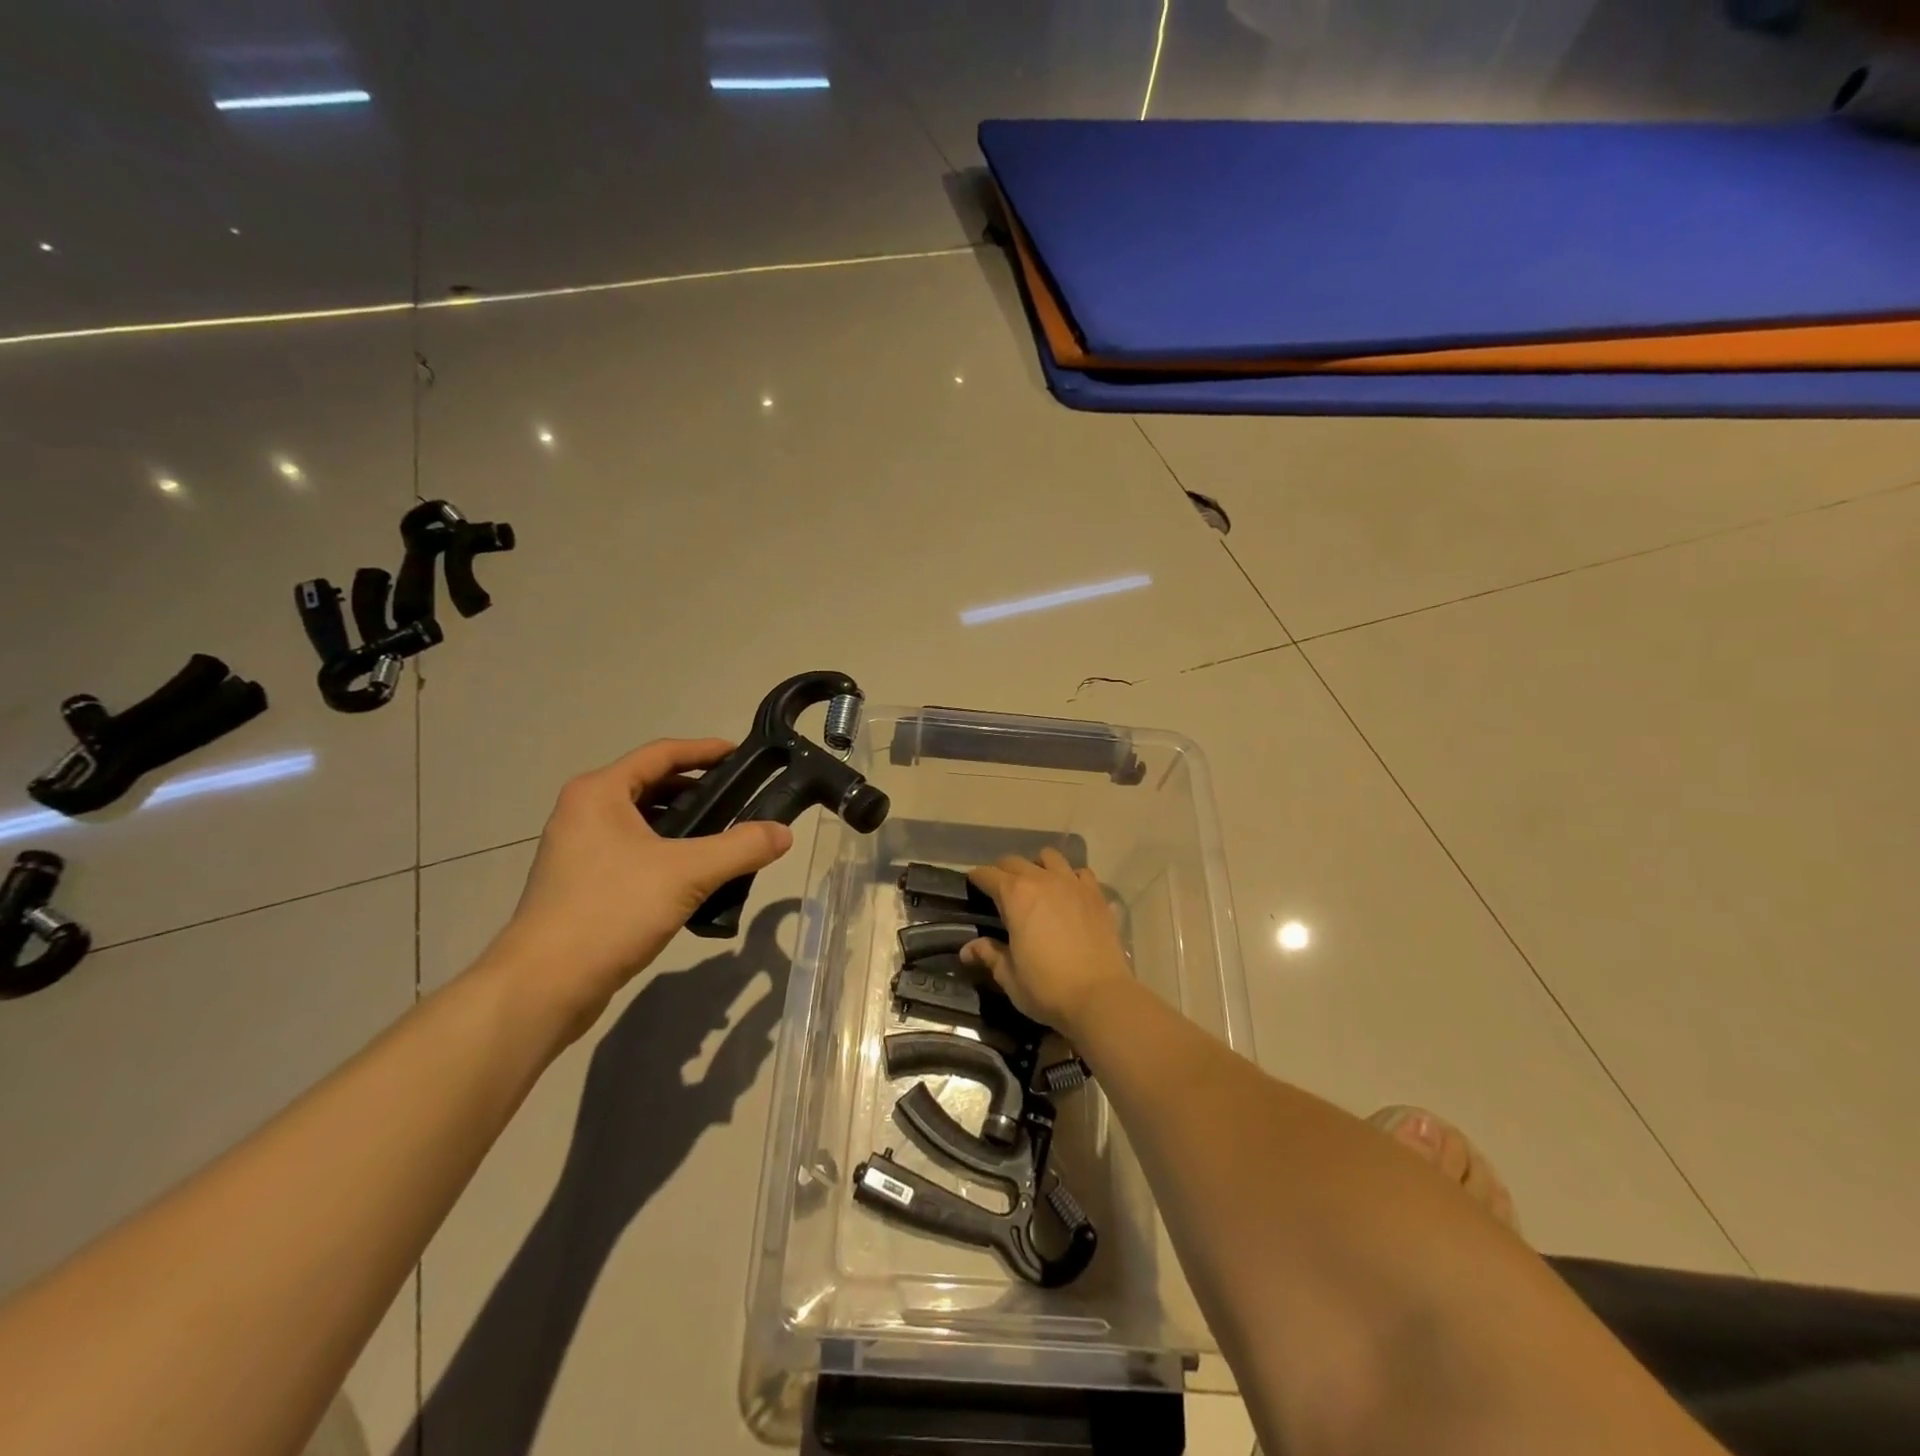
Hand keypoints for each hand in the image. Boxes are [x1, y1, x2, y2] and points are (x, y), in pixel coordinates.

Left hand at [485, 739, 792, 1038]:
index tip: (742, 756)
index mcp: (600, 793)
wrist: (544, 985)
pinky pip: (635, 853)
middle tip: (742, 801)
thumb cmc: (612, 910)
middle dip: (699, 792)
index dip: (705, 751)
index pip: (661, 754)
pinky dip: (667, 854)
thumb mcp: (687, 873)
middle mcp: (584, 813)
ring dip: (685, 827)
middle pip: (652, 786)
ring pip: (644, 823)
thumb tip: (785, 834)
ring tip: (727, 840)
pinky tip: (697, 878)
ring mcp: (579, 850)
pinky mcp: (582, 884)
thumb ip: (741, 848)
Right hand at [960, 848, 1130, 1034]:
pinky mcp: (1097, 895)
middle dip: (1003, 871)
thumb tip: (967, 950)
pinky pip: (1080, 873)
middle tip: (1000, 890)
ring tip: (1037, 886)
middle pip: (1015, 861)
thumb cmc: (1047, 987)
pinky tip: (1070, 895)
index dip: (977, 878)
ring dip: (1038, 866)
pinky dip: (1071, 878)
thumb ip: (989, 955)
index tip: (973, 885)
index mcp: (1015, 895)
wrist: (1100, 997)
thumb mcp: (1009, 976)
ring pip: (1050, 857)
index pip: (987, 874)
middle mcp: (1042, 880)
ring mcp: (1073, 884)